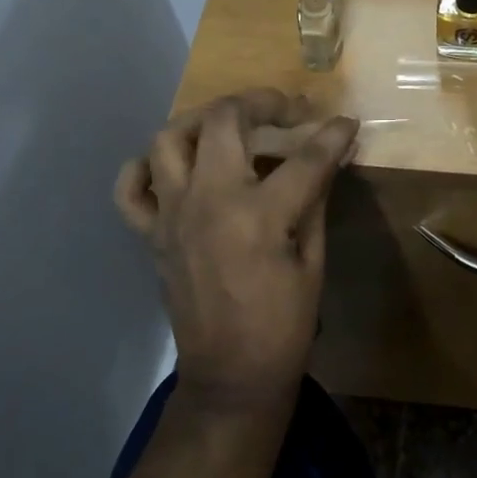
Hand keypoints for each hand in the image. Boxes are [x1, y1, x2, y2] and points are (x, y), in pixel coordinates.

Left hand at [115, 91, 358, 406]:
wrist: (231, 374)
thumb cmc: (284, 325)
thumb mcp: (313, 262)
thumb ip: (316, 201)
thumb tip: (328, 159)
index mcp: (260, 214)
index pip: (304, 157)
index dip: (331, 135)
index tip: (345, 123)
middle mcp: (210, 201)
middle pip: (225, 122)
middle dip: (260, 103)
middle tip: (283, 110)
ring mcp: (172, 215)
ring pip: (170, 138)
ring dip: (201, 121)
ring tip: (227, 126)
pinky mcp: (151, 234)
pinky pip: (131, 189)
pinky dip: (145, 168)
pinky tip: (173, 167)